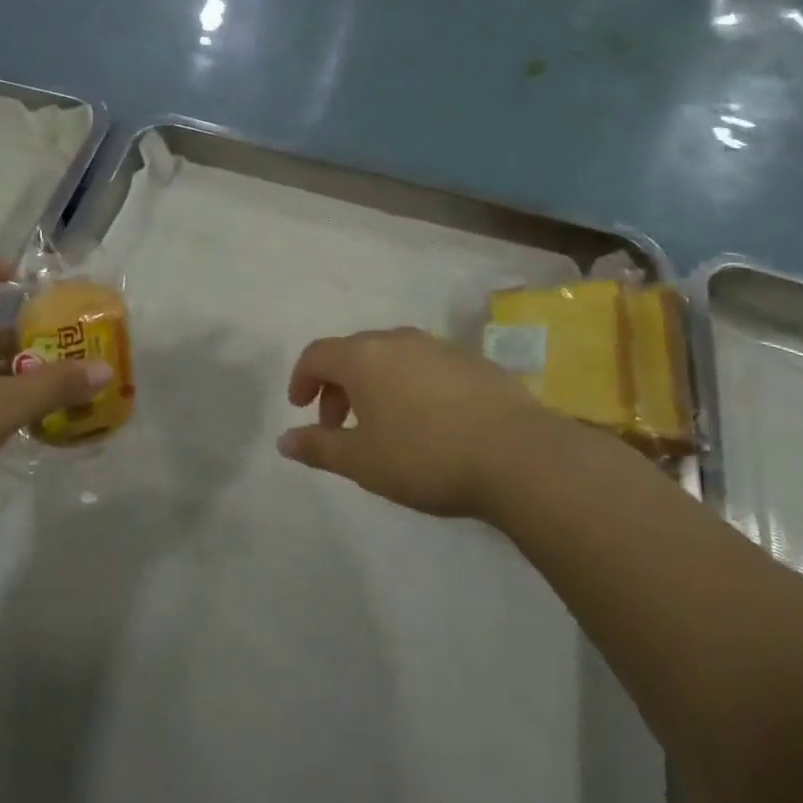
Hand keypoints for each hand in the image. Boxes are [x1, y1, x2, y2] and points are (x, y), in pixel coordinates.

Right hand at [279, 327, 561, 518]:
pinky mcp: (472, 362)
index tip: (301, 408)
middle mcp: (397, 340)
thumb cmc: (425, 456)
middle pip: (353, 352)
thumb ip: (319, 447)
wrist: (518, 455)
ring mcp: (438, 347)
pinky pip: (424, 366)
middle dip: (337, 386)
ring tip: (382, 425)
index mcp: (364, 357)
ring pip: (390, 357)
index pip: (317, 354)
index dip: (302, 378)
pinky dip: (408, 385)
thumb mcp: (363, 461)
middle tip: (337, 425)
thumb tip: (284, 440)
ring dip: (373, 385)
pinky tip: (427, 422)